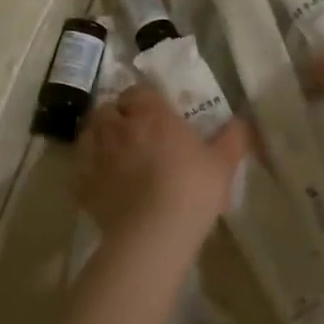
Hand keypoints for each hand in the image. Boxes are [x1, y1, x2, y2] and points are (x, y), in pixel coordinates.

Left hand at [74, 85, 248, 244]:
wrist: (154, 232)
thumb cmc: (193, 188)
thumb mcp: (224, 162)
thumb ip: (234, 136)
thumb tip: (244, 120)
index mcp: (151, 114)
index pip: (138, 91)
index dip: (144, 100)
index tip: (154, 114)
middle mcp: (118, 127)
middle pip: (108, 109)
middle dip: (118, 117)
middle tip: (134, 134)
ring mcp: (96, 155)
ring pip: (89, 134)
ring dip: (99, 138)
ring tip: (114, 155)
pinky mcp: (82, 184)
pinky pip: (79, 168)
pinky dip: (87, 170)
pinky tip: (101, 182)